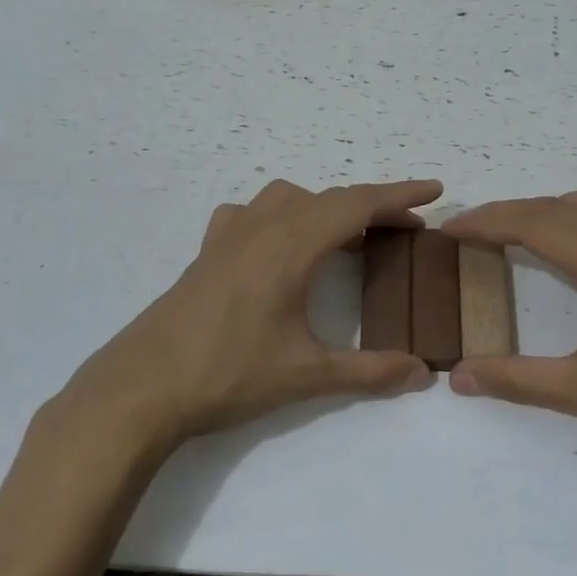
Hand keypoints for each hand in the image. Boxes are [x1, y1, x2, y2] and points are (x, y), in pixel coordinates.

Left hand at [44, 179, 438, 455]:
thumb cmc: (228, 374)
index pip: (356, 205)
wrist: (143, 386)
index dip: (399, 194)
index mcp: (291, 246)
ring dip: (325, 207)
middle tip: (405, 227)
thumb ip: (370, 371)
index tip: (434, 189)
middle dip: (372, 205)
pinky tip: (279, 244)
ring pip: (288, 199)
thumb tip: (423, 373)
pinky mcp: (207, 251)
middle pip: (328, 198)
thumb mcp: (306, 375)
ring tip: (346, 237)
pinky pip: (251, 213)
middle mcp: (262, 228)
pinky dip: (280, 215)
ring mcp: (228, 236)